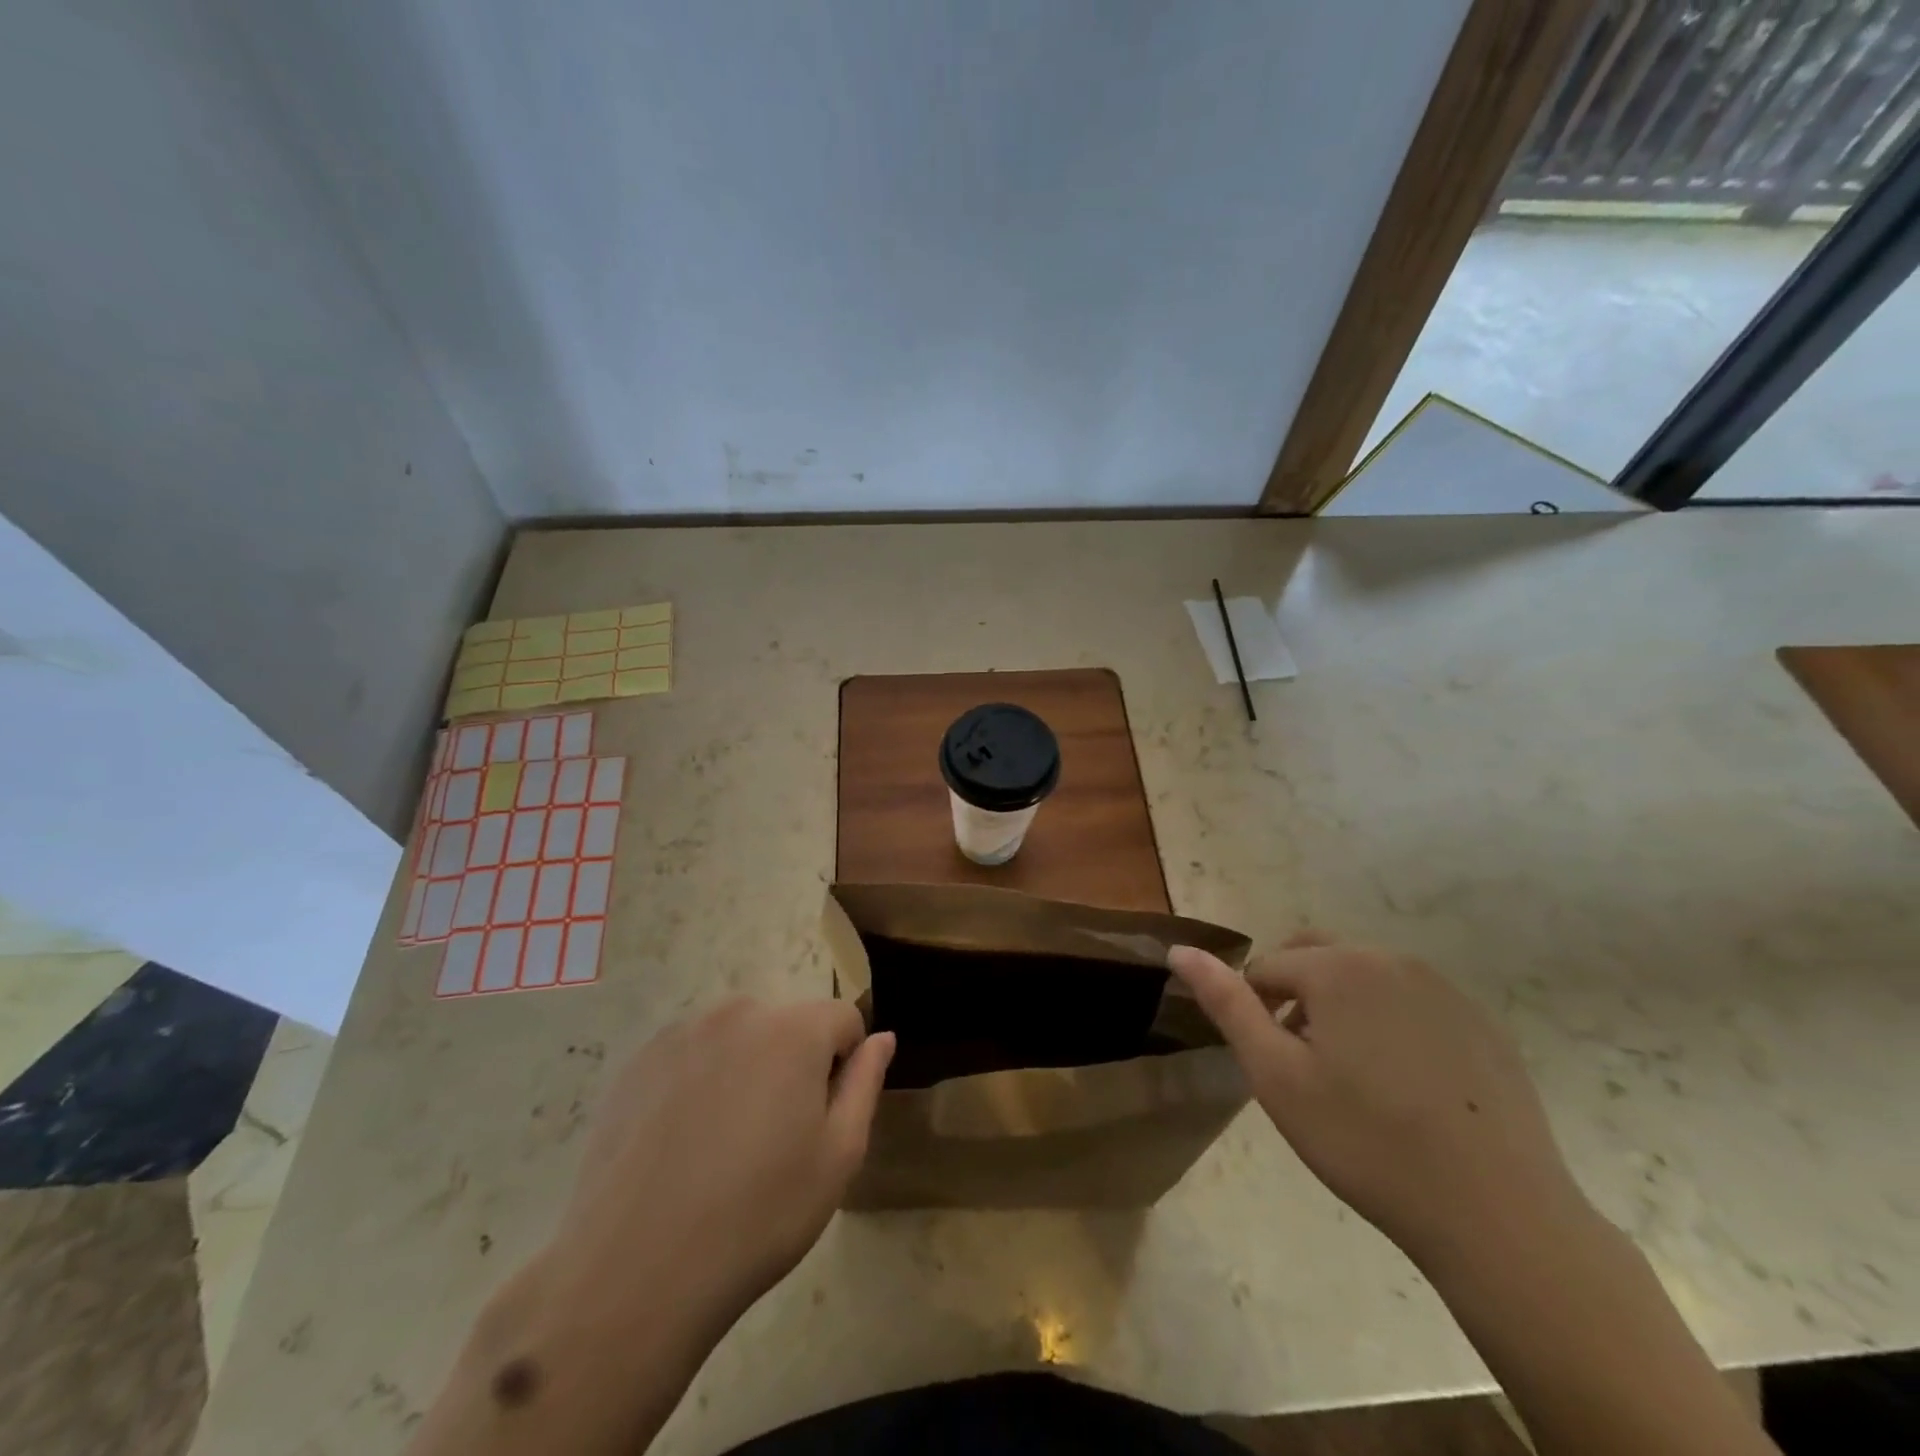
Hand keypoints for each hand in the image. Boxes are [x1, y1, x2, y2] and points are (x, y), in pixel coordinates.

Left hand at [407, 1001, 893, 1455]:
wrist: (635, 1271)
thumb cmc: (758, 1215)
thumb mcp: (838, 1156)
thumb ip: (865, 1083)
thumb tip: (882, 1037)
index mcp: (793, 1028)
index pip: (842, 1019)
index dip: (844, 1065)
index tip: (822, 1120)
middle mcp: (738, 1012)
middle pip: (789, 1024)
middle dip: (794, 1063)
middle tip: (774, 1138)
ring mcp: (682, 1033)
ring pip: (739, 1036)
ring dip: (747, 1069)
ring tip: (725, 1142)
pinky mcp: (639, 1061)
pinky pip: (692, 1053)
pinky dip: (700, 1080)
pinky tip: (683, 1142)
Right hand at [1169, 935, 1585, 1269]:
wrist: (1499, 1216)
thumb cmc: (1367, 1142)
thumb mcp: (1276, 1076)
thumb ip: (1225, 1004)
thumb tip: (1179, 950)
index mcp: (1338, 966)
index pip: (1267, 967)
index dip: (1255, 1012)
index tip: (1273, 1066)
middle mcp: (1391, 959)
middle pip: (1316, 956)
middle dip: (1295, 994)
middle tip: (1301, 1063)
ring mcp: (1444, 989)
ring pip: (1364, 977)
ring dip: (1341, 1007)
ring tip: (1352, 1079)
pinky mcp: (1481, 1022)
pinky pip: (1412, 1002)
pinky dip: (1390, 1024)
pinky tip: (1406, 1088)